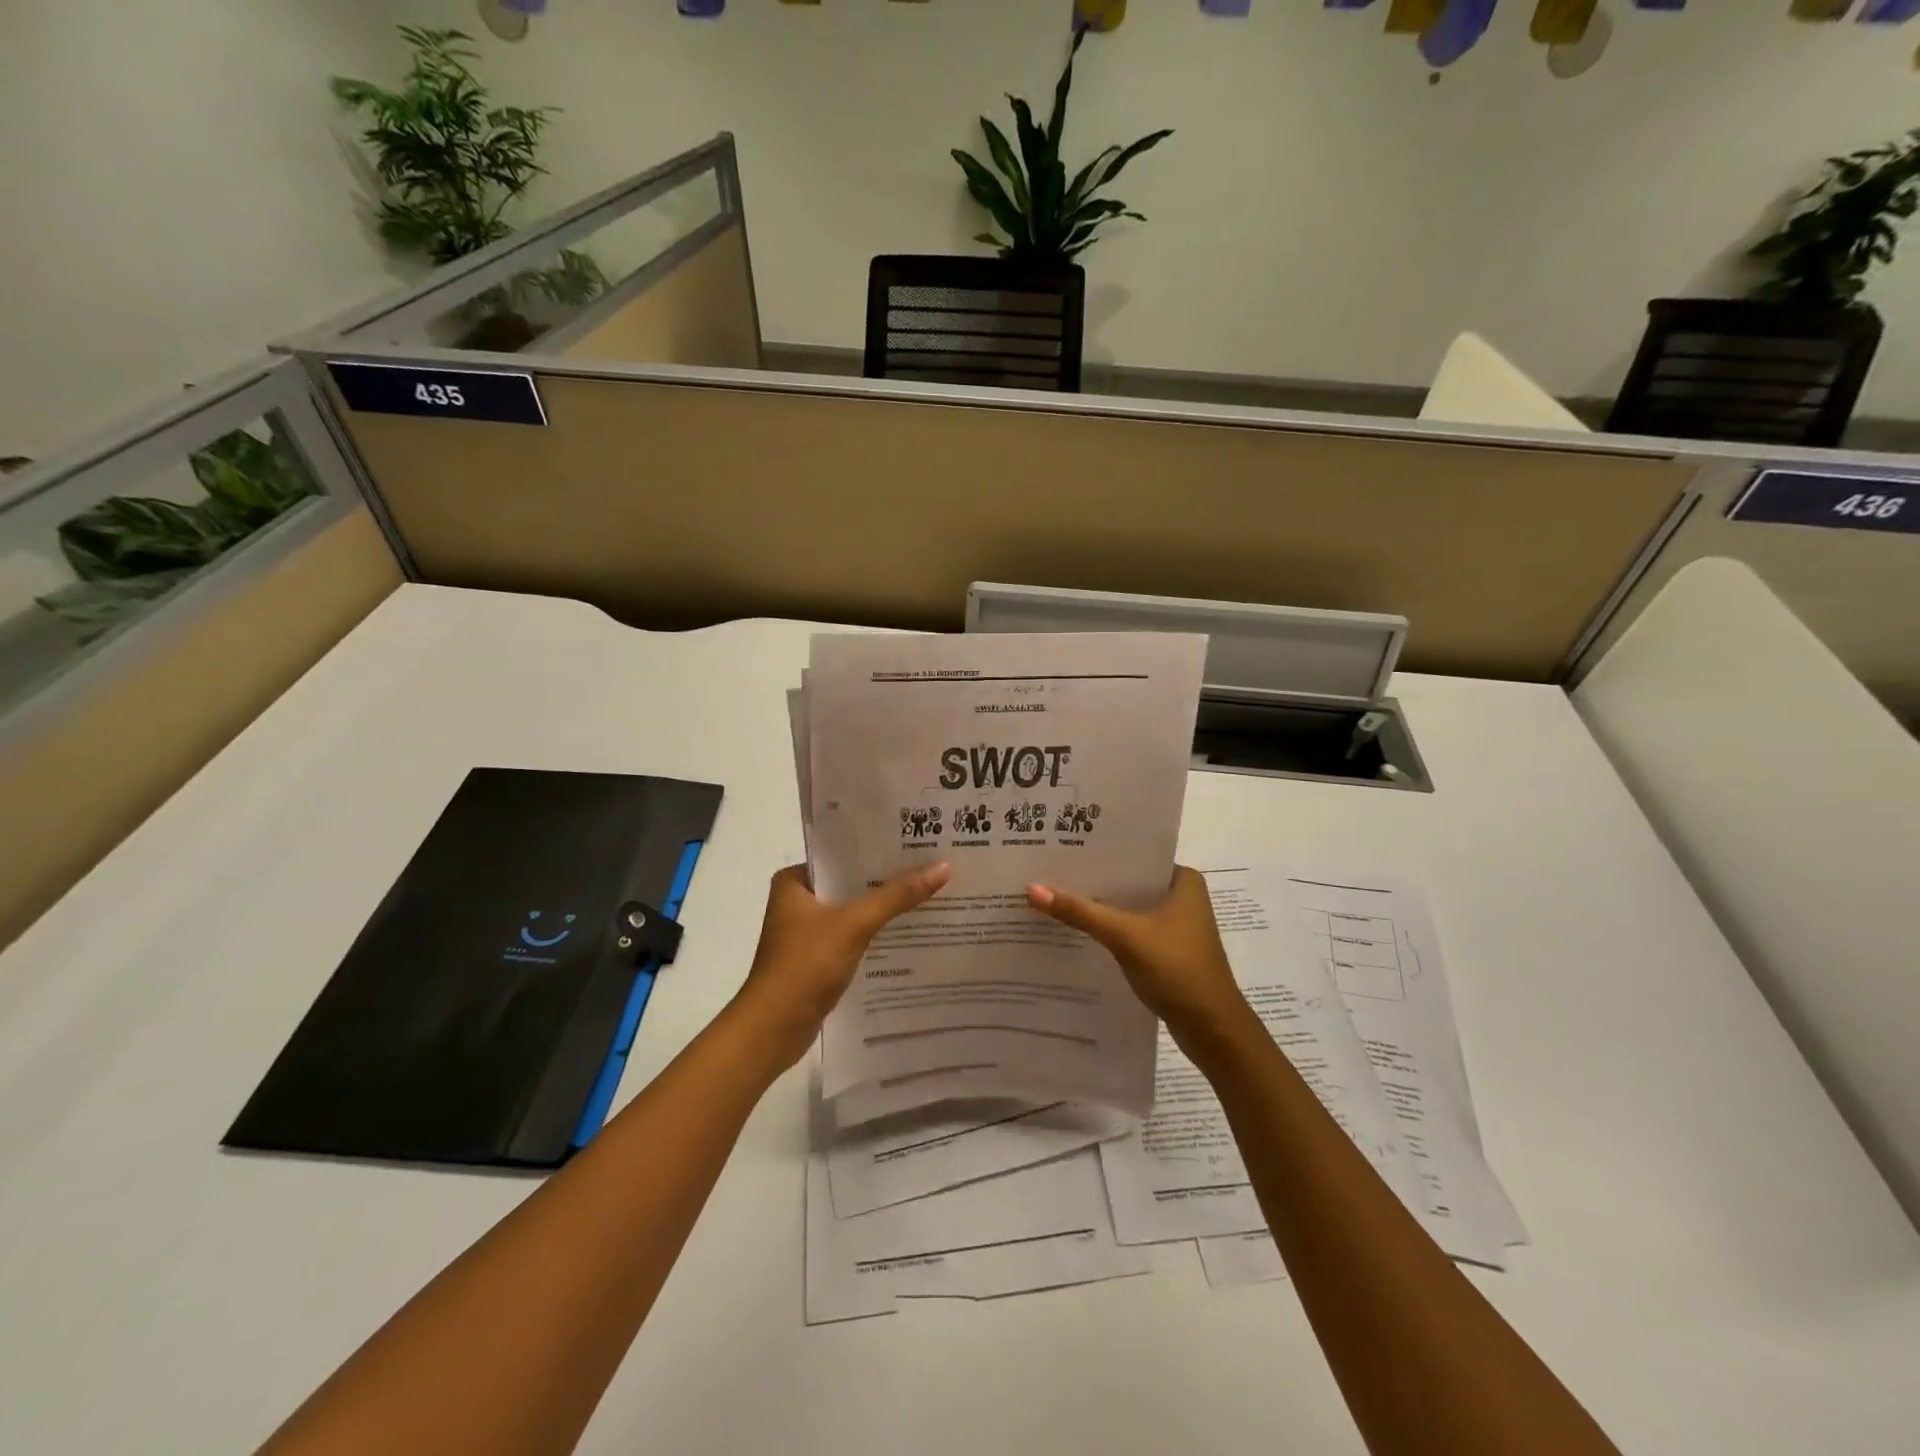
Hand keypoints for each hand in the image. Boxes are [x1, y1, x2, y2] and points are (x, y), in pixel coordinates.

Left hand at [732, 862, 951, 1069]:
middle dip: (887, 880)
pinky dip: (874, 935)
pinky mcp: (816, 960)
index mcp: (794, 881)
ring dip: (883, 909)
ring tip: (929, 894)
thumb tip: (942, 867)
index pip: (842, 854)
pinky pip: (852, 937)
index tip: (916, 843)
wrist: (773, 1029)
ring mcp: (805, 933)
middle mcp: (797, 901)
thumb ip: (897, 896)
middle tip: (931, 866)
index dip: (878, 850)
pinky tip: (908, 932)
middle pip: (850, 883)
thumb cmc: (806, 965)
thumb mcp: (854, 924)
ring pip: (853, 912)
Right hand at [1027, 867, 1251, 1042]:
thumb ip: (1081, 911)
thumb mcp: (1125, 936)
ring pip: (1127, 907)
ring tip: (1052, 896)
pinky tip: (1074, 930)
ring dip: (1097, 907)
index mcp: (1182, 880)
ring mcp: (1174, 926)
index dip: (1098, 852)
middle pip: (1126, 882)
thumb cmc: (1178, 970)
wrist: (1213, 1030)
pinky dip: (1106, 930)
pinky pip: (1129, 930)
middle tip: (1046, 870)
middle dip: (1092, 881)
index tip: (1060, 847)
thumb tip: (1032, 889)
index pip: (1133, 855)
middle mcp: (1181, 896)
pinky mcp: (1165, 950)